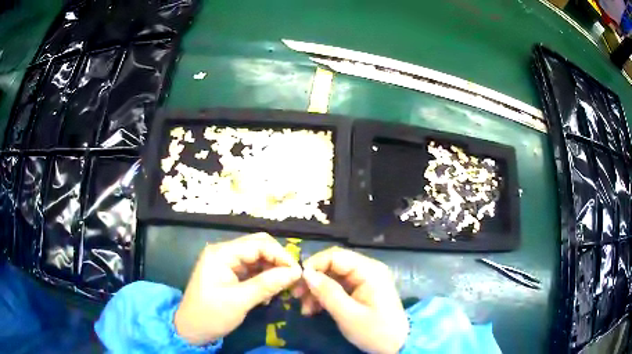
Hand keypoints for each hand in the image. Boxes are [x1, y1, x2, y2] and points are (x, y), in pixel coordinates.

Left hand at [174, 233, 301, 344]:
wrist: (191, 330)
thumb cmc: (211, 315)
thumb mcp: (240, 301)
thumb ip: (267, 284)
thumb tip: (296, 272)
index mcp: (221, 253)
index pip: (258, 244)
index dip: (280, 255)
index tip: (297, 273)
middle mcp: (224, 252)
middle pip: (258, 246)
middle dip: (278, 261)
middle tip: (292, 278)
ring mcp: (226, 262)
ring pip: (257, 257)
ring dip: (272, 270)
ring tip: (282, 288)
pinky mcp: (229, 273)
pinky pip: (252, 269)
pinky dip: (264, 278)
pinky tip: (268, 293)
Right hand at [293, 247, 407, 353]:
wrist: (396, 346)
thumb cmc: (375, 331)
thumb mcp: (348, 315)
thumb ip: (328, 292)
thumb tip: (306, 273)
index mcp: (369, 271)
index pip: (335, 256)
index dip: (314, 265)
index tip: (297, 283)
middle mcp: (367, 270)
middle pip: (332, 266)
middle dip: (313, 280)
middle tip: (296, 297)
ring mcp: (364, 280)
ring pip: (332, 277)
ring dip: (316, 291)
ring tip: (304, 309)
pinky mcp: (361, 291)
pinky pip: (337, 287)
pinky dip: (324, 297)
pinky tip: (313, 310)